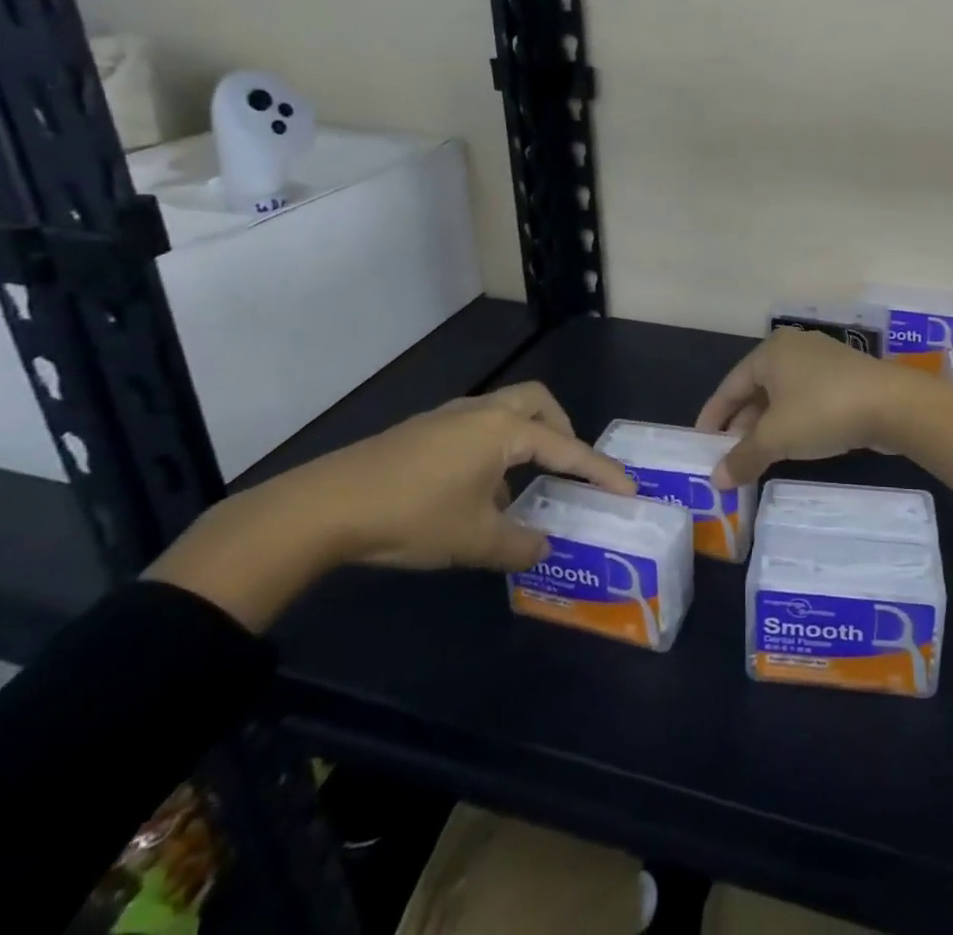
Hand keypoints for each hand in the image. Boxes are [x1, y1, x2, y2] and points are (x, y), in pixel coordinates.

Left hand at [146, 382, 633, 630]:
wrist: (323, 507)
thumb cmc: (412, 516)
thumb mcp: (473, 540)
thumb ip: (518, 546)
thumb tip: (544, 548)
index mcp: (505, 430)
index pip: (568, 449)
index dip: (601, 471)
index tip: (628, 489)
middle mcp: (483, 411)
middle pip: (539, 403)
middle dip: (563, 432)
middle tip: (568, 469)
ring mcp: (449, 416)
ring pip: (506, 412)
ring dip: (526, 440)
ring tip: (523, 487)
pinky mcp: (423, 430)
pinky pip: (478, 428)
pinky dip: (495, 449)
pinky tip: (478, 492)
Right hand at [699, 329, 952, 498]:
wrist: (892, 404)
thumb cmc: (822, 411)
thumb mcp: (776, 438)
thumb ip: (743, 457)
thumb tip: (716, 481)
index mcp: (771, 352)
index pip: (730, 385)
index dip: (713, 415)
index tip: (700, 441)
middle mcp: (794, 348)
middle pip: (756, 389)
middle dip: (740, 424)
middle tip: (727, 455)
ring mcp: (823, 361)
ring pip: (783, 396)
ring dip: (767, 426)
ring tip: (755, 457)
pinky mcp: (845, 378)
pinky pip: (806, 400)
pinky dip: (793, 422)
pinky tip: (791, 446)